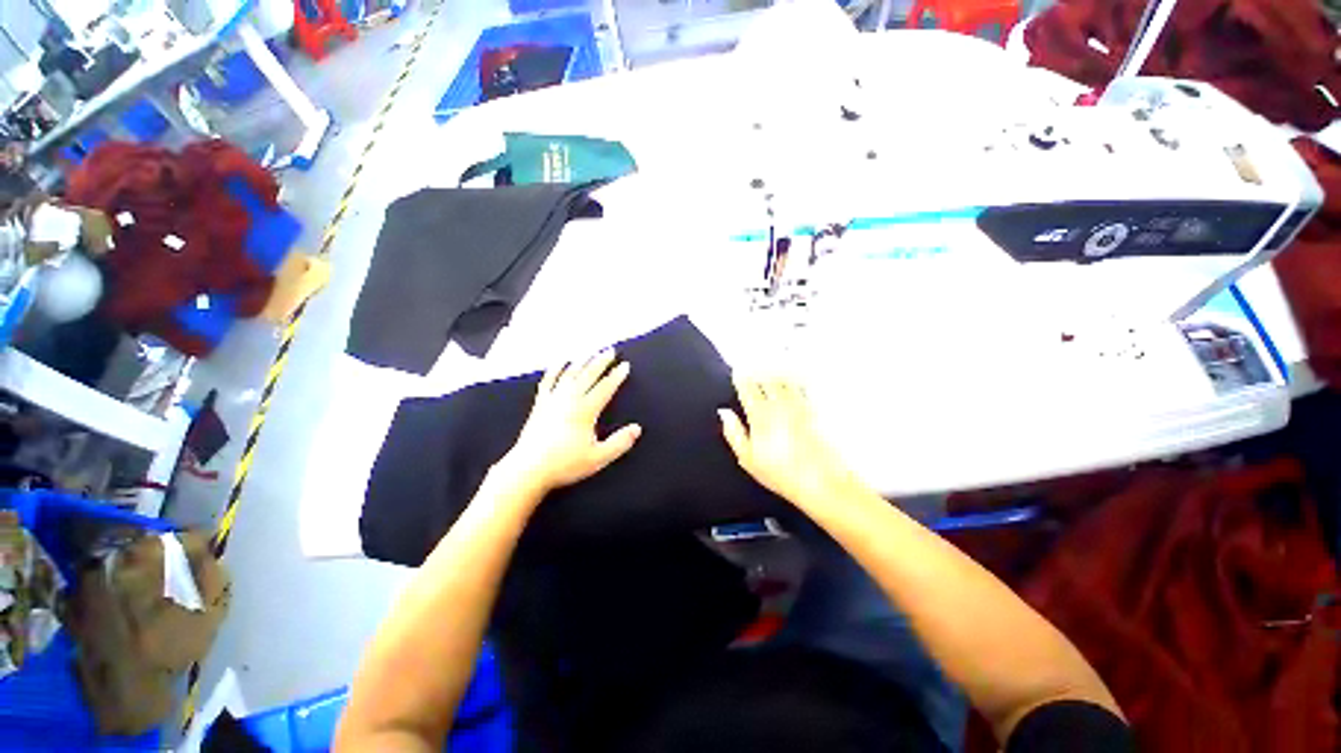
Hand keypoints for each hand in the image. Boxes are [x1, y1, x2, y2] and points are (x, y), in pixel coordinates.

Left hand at [495, 349, 641, 497]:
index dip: (616, 376)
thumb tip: (637, 428)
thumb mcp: (598, 458)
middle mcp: (569, 399)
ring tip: (590, 352)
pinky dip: (555, 369)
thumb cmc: (564, 464)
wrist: (528, 469)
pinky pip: (548, 380)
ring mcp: (553, 399)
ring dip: (582, 361)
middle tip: (610, 350)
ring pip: (570, 374)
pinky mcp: (540, 404)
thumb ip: (619, 443)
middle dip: (601, 362)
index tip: (625, 365)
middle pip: (588, 375)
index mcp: (585, 411)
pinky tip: (560, 362)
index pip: (605, 388)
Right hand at [719, 374, 858, 507]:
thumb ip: (734, 433)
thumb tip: (724, 412)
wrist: (822, 481)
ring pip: (786, 377)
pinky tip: (797, 373)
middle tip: (754, 360)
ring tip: (773, 359)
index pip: (747, 388)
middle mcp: (779, 404)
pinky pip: (805, 385)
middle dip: (759, 367)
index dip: (741, 377)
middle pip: (767, 378)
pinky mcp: (817, 408)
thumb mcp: (748, 459)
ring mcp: (800, 404)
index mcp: (759, 415)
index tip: (737, 370)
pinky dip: (799, 377)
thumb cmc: (781, 473)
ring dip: (778, 368)